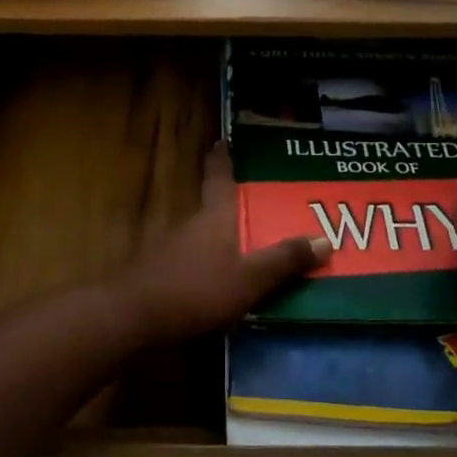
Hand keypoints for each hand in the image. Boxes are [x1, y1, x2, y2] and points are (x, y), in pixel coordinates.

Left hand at [113, 144, 331, 344]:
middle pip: (215, 207)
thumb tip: (325, 239)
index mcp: (214, 217)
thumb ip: (284, 261)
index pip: (219, 177)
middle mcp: (192, 225)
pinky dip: (212, 264)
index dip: (222, 158)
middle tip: (264, 204)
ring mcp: (173, 250)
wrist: (132, 317)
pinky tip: (223, 282)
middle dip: (236, 205)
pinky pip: (196, 261)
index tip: (223, 139)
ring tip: (252, 246)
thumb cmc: (195, 289)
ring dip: (225, 238)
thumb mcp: (249, 279)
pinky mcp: (162, 275)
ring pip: (205, 236)